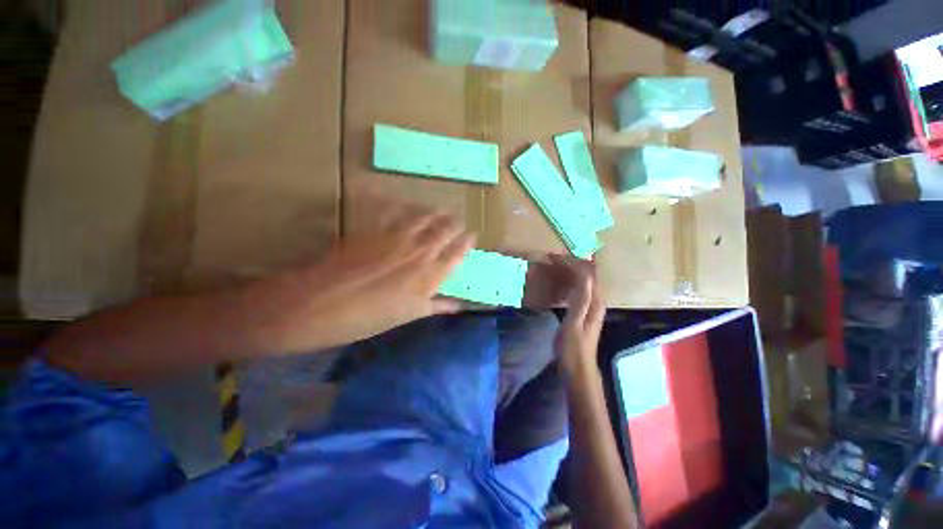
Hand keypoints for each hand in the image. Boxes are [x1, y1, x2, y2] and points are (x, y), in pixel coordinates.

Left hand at [248, 205, 474, 352]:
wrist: (323, 304)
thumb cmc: (370, 318)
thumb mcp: (409, 316)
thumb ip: (437, 306)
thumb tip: (460, 305)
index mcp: (430, 275)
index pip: (457, 254)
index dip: (466, 243)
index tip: (472, 235)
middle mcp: (419, 251)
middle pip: (443, 231)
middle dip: (454, 224)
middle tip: (458, 219)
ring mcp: (396, 237)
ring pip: (421, 218)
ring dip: (433, 212)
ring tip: (439, 208)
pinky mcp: (373, 229)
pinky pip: (388, 210)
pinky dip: (394, 202)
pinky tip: (396, 197)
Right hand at [551, 255, 605, 375]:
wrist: (578, 369)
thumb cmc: (573, 348)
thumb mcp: (574, 324)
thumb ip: (580, 301)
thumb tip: (584, 276)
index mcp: (594, 302)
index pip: (586, 274)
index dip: (571, 263)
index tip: (553, 257)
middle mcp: (596, 300)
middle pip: (586, 274)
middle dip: (570, 263)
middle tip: (551, 259)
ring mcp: (591, 305)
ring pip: (582, 280)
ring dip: (569, 271)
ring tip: (552, 266)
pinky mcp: (584, 310)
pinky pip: (577, 288)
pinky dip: (567, 281)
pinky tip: (557, 283)